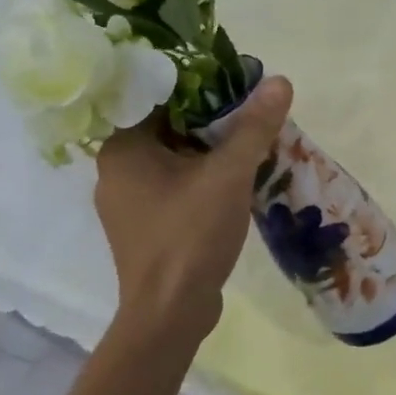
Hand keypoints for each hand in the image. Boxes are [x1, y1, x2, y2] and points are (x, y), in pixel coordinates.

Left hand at [95, 77, 292, 340]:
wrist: (170, 313)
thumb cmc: (190, 235)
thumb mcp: (229, 175)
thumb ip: (253, 127)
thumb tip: (280, 81)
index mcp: (122, 147)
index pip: (158, 97)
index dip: (200, 87)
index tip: (237, 86)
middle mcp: (115, 170)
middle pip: (168, 128)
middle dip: (211, 123)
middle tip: (252, 116)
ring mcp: (127, 203)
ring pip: (173, 161)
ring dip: (209, 154)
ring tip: (251, 146)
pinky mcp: (144, 228)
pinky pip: (174, 189)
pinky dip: (201, 181)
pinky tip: (234, 185)